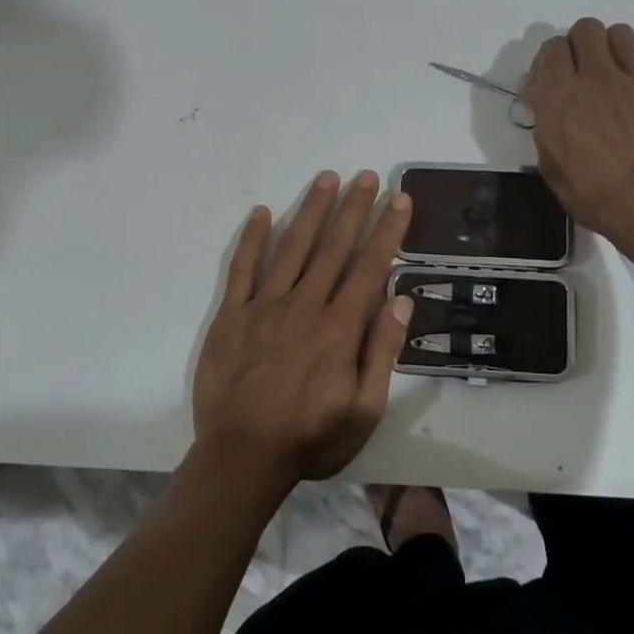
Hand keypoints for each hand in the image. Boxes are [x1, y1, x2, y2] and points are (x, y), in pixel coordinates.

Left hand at [192, 170, 413, 495]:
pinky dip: (251, 239)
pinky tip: (261, 212)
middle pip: (334, 247)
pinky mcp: (231, 315)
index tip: (399, 199)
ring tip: (326, 179)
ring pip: (292, 248)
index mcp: (339, 328)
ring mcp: (264, 306)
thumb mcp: (364, 410)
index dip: (387, 230)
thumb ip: (382, 352)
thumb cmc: (310, 438)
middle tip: (367, 175)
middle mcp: (304, 305)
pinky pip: (241, 269)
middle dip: (354, 208)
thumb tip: (402, 301)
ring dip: (311, 210)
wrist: (241, 458)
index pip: (370, 266)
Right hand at [520, 18, 633, 266]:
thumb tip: (548, 107)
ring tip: (617, 75)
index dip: (550, 61)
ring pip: (622, 34)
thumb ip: (547, 126)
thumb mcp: (551, 165)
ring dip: (614, 49)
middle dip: (581, 45)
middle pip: (586, 28)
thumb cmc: (593, 194)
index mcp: (561, 95)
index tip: (551, 83)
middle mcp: (597, 77)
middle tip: (583, 72)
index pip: (552, 47)